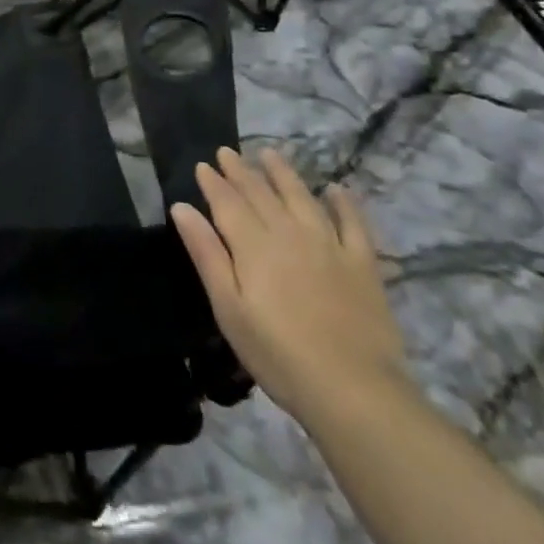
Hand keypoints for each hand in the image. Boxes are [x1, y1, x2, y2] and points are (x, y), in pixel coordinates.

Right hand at [171, 147, 406, 424]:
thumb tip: (182, 207)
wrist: (356, 392)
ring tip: (270, 154)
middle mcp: (289, 233)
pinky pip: (353, 224)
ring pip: (301, 197)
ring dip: (283, 173)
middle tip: (227, 152)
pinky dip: (344, 203)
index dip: (213, 182)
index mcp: (254, 245)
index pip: (228, 202)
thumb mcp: (229, 308)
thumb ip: (206, 254)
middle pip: (261, 193)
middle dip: (241, 171)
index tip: (203, 165)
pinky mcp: (362, 265)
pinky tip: (336, 189)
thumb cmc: (279, 355)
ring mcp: (329, 246)